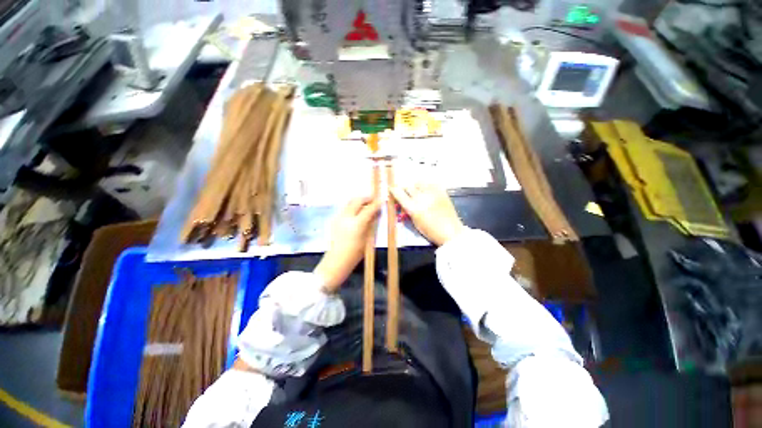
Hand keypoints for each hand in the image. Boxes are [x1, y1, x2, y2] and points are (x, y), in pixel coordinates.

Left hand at [315, 197, 380, 292]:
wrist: (336, 261)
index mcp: (357, 224)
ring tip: (366, 205)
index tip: (382, 199)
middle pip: (357, 200)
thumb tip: (377, 213)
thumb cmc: (355, 254)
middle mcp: (347, 217)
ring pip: (350, 202)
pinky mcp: (335, 219)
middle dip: (367, 198)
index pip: (369, 209)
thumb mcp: (367, 239)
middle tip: (374, 200)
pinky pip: (345, 208)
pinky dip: (353, 206)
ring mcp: (339, 217)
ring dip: (359, 201)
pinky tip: (357, 213)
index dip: (377, 203)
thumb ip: (371, 224)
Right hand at [390, 183, 464, 245]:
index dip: (393, 190)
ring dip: (415, 186)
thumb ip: (408, 211)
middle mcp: (421, 198)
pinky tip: (427, 190)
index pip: (399, 194)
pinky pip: (431, 183)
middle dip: (404, 188)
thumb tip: (403, 203)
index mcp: (413, 208)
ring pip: (419, 182)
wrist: (451, 232)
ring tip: (417, 191)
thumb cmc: (431, 232)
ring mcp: (432, 193)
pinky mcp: (442, 191)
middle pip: (408, 186)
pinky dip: (426, 185)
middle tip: (405, 192)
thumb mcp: (415, 223)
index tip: (391, 188)